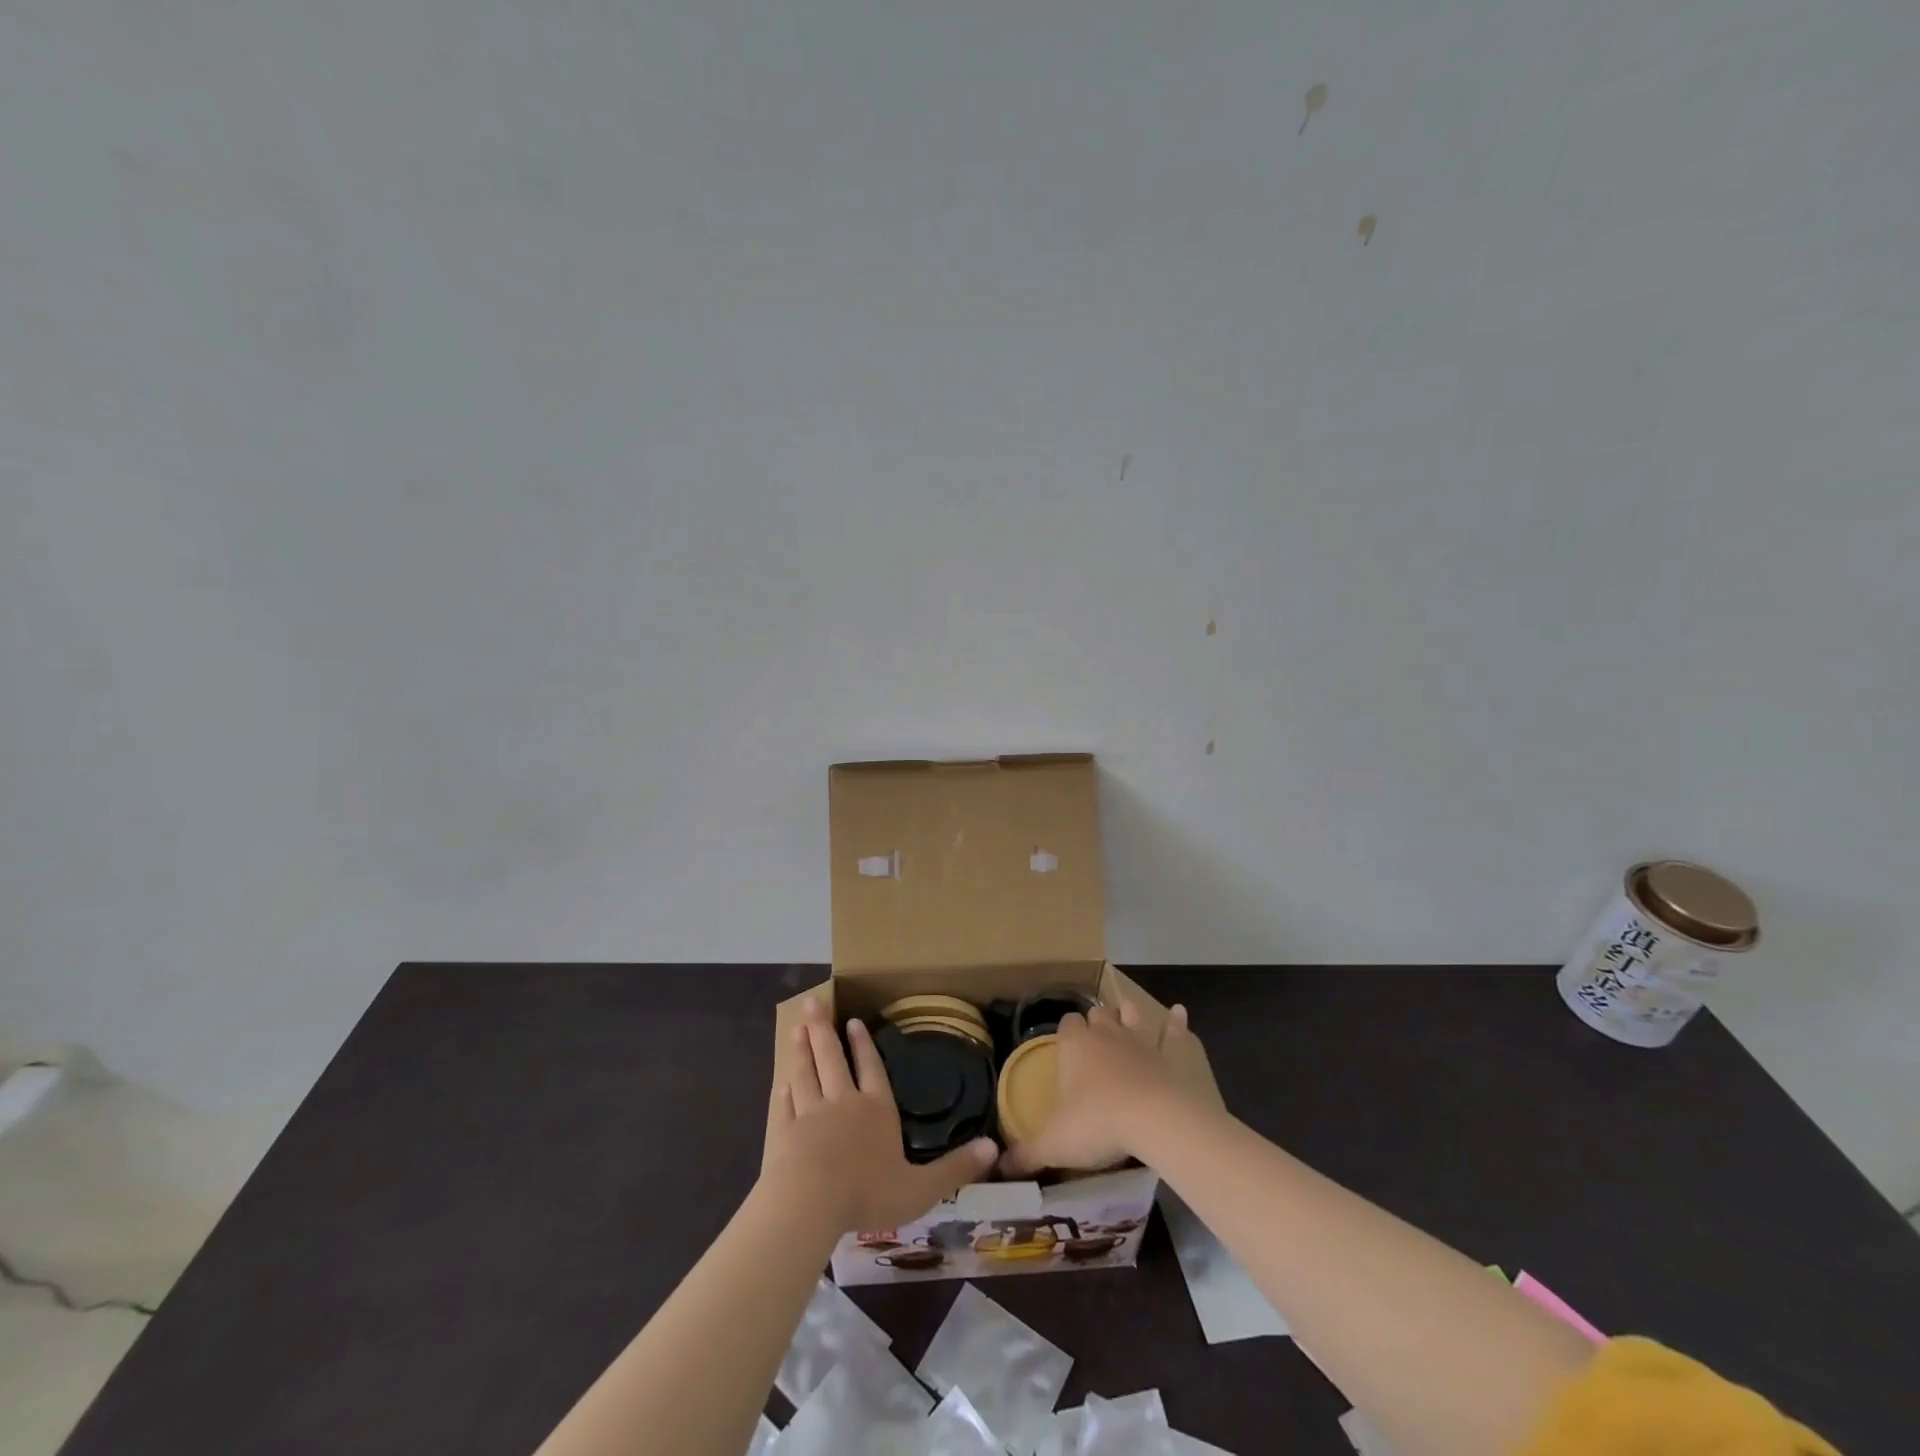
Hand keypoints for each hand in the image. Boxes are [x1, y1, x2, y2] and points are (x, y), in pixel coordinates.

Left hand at [762, 998, 995, 1230]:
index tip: (852, 1021)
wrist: (809, 1203)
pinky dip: (784, 1089)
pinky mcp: (784, 1131)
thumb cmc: (868, 1194)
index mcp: (876, 1110)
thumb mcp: (922, 1188)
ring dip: (802, 1050)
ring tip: (798, 1028)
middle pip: (832, 1058)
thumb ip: (956, 1168)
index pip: (871, 1068)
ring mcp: (810, 1113)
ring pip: (806, 1073)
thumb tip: (994, 1146)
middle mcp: (843, 1102)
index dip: (863, 1044)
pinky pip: (785, 1104)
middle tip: (813, 1002)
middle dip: (824, 1030)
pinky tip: (781, 1081)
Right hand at [999, 999, 1194, 1177]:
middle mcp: (1107, 1034)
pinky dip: (1176, 1022)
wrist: (1156, 1119)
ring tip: (1127, 1013)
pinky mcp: (1174, 1053)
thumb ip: (1026, 1154)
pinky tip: (1179, 1013)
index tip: (1067, 1046)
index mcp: (1075, 1046)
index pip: (1066, 1024)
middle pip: (1097, 1015)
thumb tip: (999, 1167)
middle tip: (1095, 1038)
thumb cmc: (1099, 1124)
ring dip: (1129, 1013)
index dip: (1067, 1032)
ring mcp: (1142, 1040)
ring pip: (1132, 1014)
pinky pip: (1174, 1031)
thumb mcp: (1054, 1144)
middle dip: (1096, 1022)